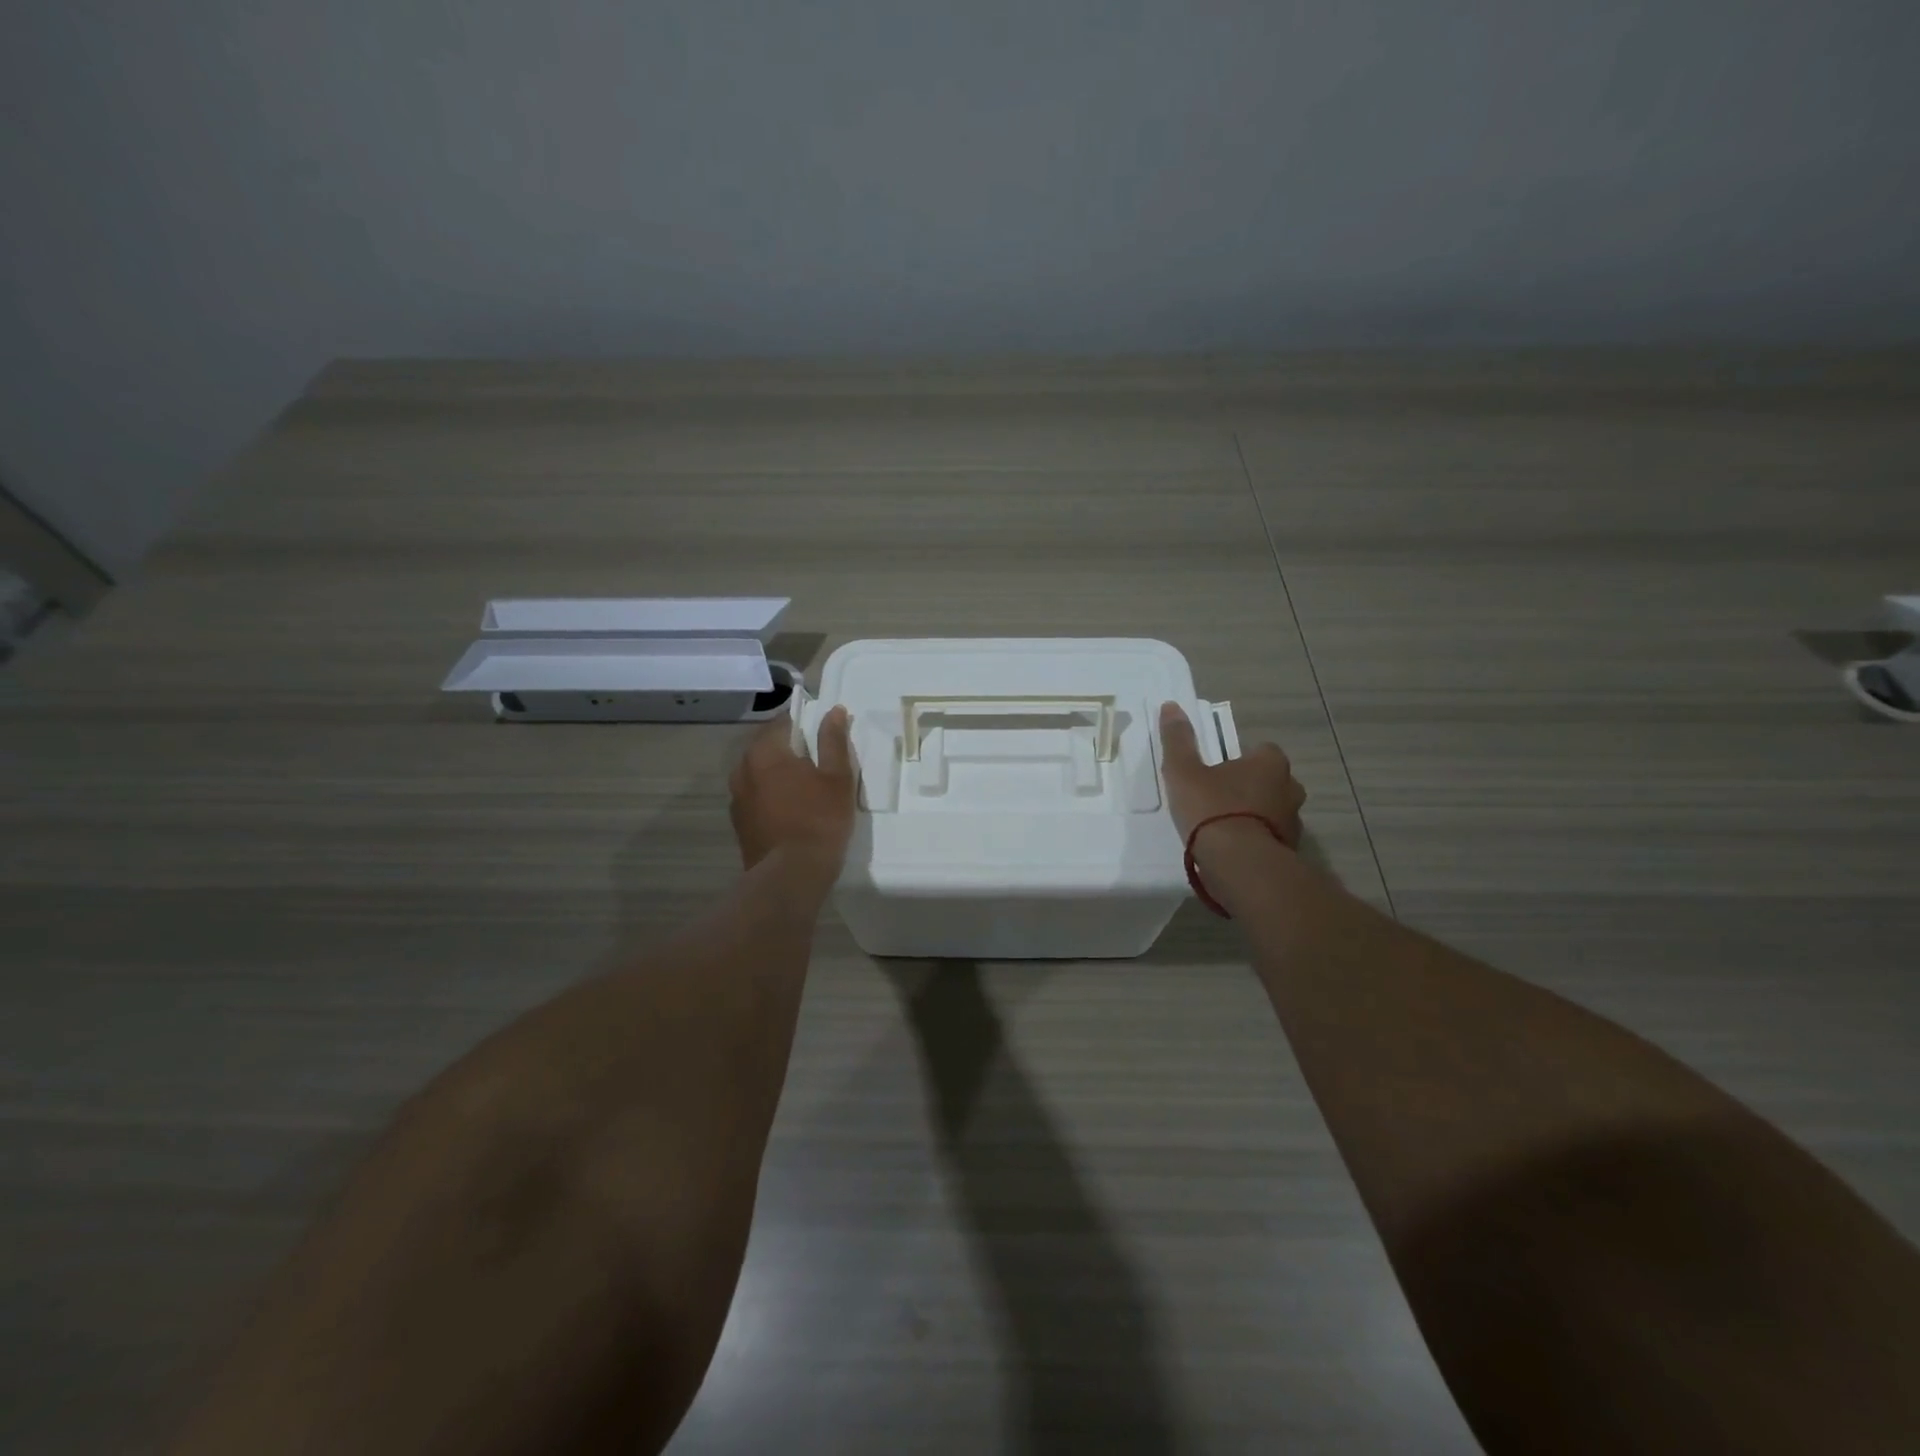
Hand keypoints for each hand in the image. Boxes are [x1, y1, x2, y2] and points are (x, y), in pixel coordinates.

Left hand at [729, 705, 856, 872]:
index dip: (804, 723)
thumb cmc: (819, 820)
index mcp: (765, 752)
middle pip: (767, 747)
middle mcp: (742, 769)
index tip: (822, 735)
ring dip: (779, 774)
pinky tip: (792, 811)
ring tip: (806, 787)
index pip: (782, 722)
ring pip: (759, 773)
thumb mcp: (837, 777)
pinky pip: (756, 797)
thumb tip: (834, 711)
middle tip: (818, 762)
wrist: (791, 876)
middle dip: (790, 749)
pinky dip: (771, 796)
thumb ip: (833, 741)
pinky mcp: (739, 823)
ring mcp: (737, 798)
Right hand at [1158, 701, 1305, 848]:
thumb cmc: (1211, 808)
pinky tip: (1234, 849)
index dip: (1241, 759)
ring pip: (1274, 810)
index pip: (1263, 751)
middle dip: (1252, 787)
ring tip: (1225, 827)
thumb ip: (1178, 740)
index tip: (1219, 770)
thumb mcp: (1183, 771)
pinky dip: (1257, 839)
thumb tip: (1171, 706)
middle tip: (1220, 797)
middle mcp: (1290, 787)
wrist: (1239, 863)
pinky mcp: (1290, 850)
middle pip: (1271, 781)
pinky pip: (1272, 837)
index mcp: (1270, 763)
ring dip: (1256, 815)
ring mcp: (1294, 822)